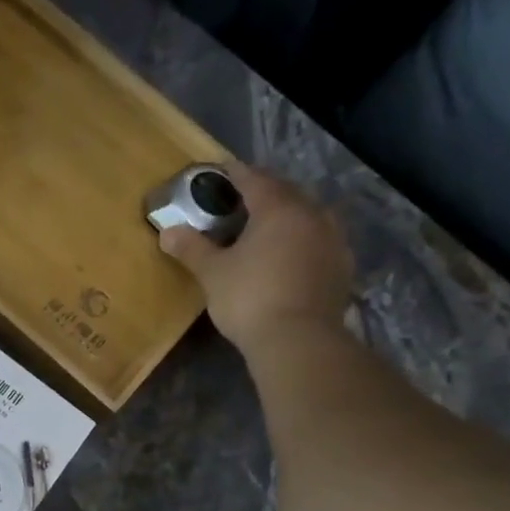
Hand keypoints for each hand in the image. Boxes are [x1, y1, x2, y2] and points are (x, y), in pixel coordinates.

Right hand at [159, 163, 353, 348]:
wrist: (298, 340)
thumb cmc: (250, 298)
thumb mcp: (213, 273)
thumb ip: (192, 249)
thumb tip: (167, 231)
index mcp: (278, 209)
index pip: (255, 180)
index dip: (236, 174)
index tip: (223, 170)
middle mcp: (311, 215)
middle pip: (287, 193)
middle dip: (265, 192)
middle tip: (244, 199)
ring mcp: (333, 241)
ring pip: (309, 216)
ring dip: (290, 215)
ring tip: (270, 226)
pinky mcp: (342, 267)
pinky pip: (321, 241)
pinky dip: (304, 240)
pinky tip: (293, 254)